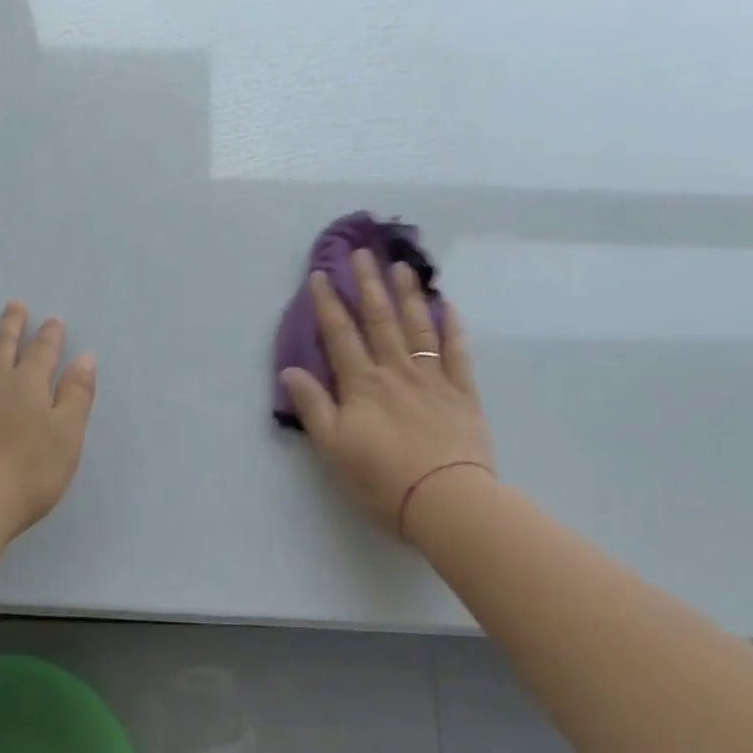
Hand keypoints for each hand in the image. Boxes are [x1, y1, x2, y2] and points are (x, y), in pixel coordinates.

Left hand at [0, 302, 96, 540]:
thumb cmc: (30, 470)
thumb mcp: (68, 433)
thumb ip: (76, 394)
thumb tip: (84, 357)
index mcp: (29, 385)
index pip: (42, 352)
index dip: (49, 335)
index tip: (53, 319)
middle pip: (3, 347)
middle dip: (11, 326)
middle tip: (13, 305)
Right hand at [280, 251, 493, 534]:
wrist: (446, 500)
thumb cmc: (381, 479)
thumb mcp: (333, 447)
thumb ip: (313, 406)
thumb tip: (290, 370)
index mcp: (362, 384)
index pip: (341, 335)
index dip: (328, 304)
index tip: (320, 274)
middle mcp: (396, 372)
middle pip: (380, 320)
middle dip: (368, 284)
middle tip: (363, 252)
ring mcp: (433, 379)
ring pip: (418, 327)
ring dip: (408, 295)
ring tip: (402, 267)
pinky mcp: (462, 393)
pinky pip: (458, 352)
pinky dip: (452, 327)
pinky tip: (447, 305)